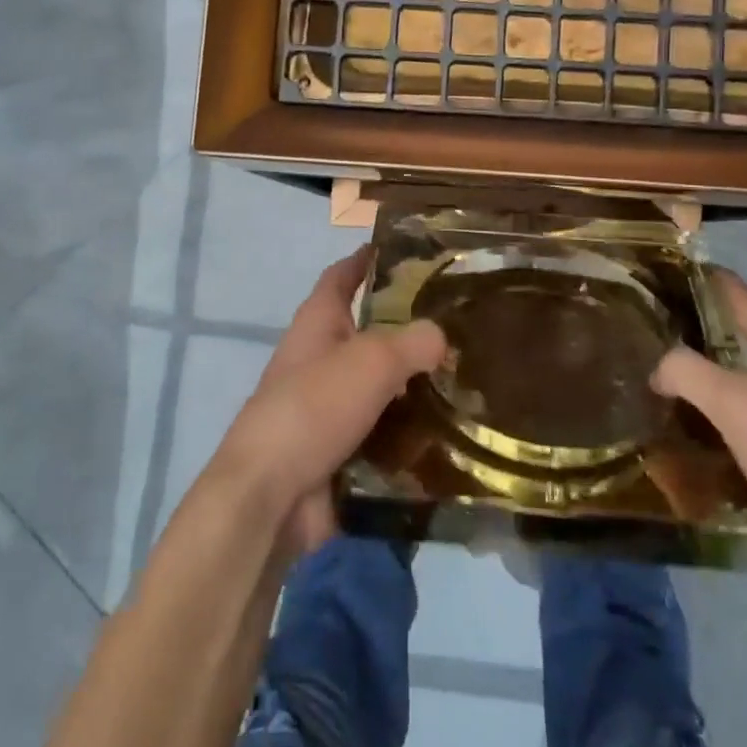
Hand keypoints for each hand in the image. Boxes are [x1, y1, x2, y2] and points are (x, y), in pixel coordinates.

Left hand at [214, 247, 445, 558]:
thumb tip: (441, 337)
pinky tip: (458, 430)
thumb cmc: (314, 408)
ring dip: (422, 385)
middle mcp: (323, 360)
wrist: (272, 496)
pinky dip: (417, 431)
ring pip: (386, 386)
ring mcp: (332, 408)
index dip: (366, 258)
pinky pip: (389, 432)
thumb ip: (413, 341)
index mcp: (318, 324)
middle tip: (465, 324)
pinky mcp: (345, 450)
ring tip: (474, 378)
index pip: (341, 277)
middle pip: (371, 333)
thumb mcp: (371, 360)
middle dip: (412, 328)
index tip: (404, 249)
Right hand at [651, 271, 746, 578]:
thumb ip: (688, 371)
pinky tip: (667, 439)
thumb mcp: (740, 404)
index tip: (652, 273)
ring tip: (637, 386)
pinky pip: (734, 437)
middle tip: (631, 337)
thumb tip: (657, 368)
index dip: (699, 282)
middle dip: (685, 342)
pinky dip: (704, 434)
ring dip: (692, 393)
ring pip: (730, 395)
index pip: (740, 299)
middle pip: (732, 347)